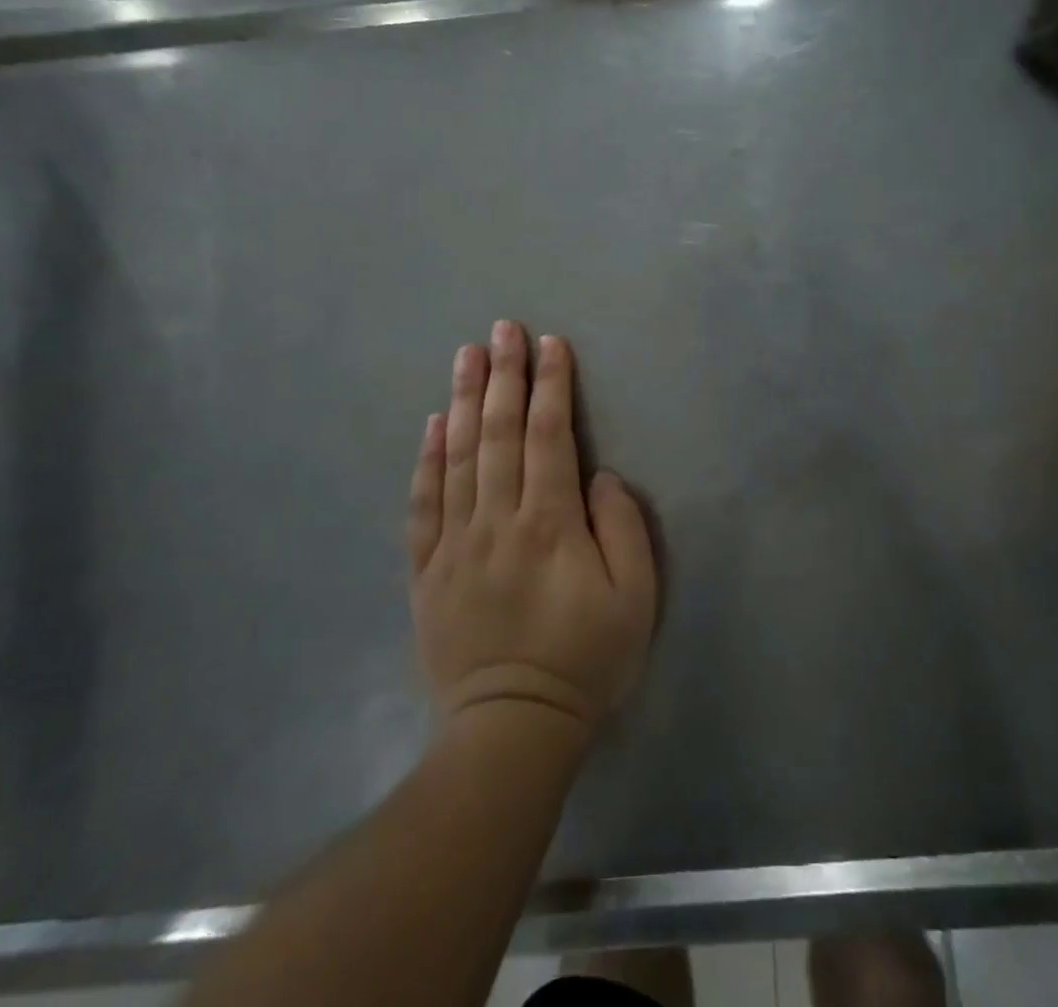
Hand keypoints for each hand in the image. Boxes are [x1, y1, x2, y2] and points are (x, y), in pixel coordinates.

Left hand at [407, 322, 656, 735]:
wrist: (511, 729)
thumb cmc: (585, 660)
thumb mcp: (635, 599)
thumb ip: (623, 528)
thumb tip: (599, 477)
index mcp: (549, 524)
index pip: (549, 437)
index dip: (551, 386)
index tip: (551, 344)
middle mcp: (497, 520)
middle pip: (500, 433)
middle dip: (505, 375)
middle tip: (503, 328)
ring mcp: (455, 543)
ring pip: (458, 456)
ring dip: (465, 400)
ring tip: (467, 355)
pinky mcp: (427, 569)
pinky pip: (423, 503)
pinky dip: (427, 458)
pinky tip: (434, 423)